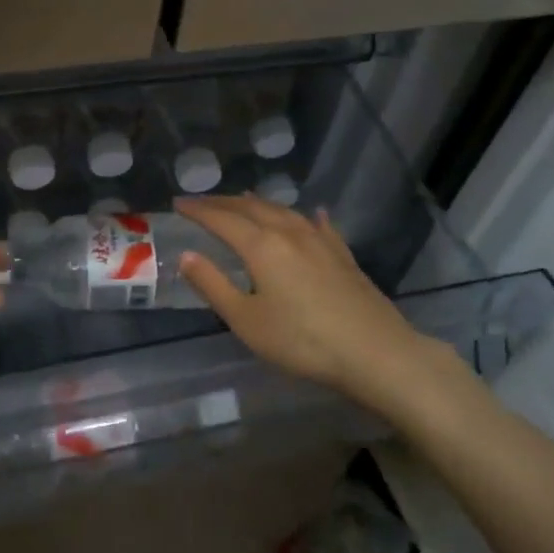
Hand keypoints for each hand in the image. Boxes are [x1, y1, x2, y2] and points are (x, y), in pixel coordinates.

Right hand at [175, 195, 443, 394]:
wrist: (375, 353)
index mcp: (261, 246)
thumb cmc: (302, 341)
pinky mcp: (343, 256)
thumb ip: (213, 285)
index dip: (198, 211)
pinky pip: (319, 225)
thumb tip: (186, 255)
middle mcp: (289, 233)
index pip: (221, 219)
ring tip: (244, 199)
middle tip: (203, 201)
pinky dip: (306, 216)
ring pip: (284, 211)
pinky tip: (313, 214)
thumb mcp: (246, 320)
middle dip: (224, 202)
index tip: (178, 203)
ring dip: (259, 203)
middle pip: (252, 208)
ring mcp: (320, 242)